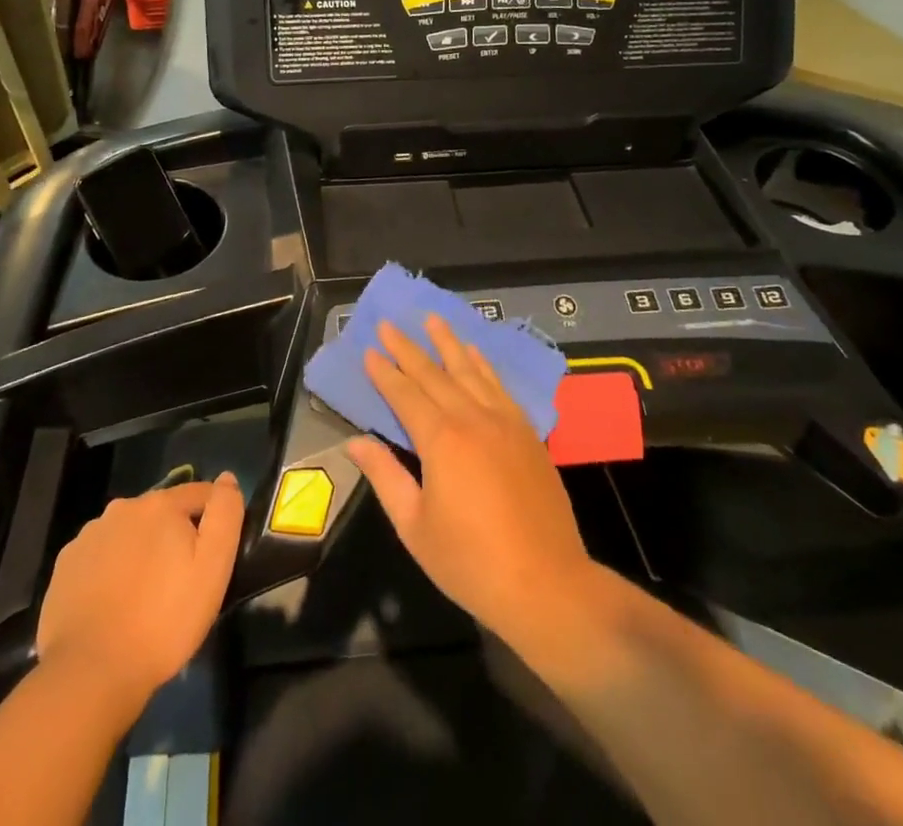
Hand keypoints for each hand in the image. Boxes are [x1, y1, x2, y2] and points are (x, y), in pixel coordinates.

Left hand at [35, 473, 245, 702]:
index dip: (213, 519)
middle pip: (162, 513)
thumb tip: (227, 479)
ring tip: (145, 595)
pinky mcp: (65, 565)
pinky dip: (111, 569)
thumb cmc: (163, 620)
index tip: (215, 555)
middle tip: (180, 580)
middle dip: (174, 536)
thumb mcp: (213, 568)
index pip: (200, 494)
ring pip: (129, 533)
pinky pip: (100, 556)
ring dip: (141, 551)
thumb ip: (225, 514)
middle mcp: (122, 507)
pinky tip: (113, 603)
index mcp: (160, 504)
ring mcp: (89, 535)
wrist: (91, 673)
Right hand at [345, 317, 593, 640]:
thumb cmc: (471, 562)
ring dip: (448, 343)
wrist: (547, 584)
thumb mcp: (415, 526)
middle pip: (434, 374)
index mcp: (441, 440)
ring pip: (470, 370)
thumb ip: (386, 477)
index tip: (368, 350)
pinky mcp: (527, 433)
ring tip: (432, 318)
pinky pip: (500, 386)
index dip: (385, 372)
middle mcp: (472, 418)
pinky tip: (475, 353)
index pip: (405, 395)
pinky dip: (484, 365)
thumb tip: (356, 442)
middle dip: (408, 348)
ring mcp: (504, 422)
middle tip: (388, 323)